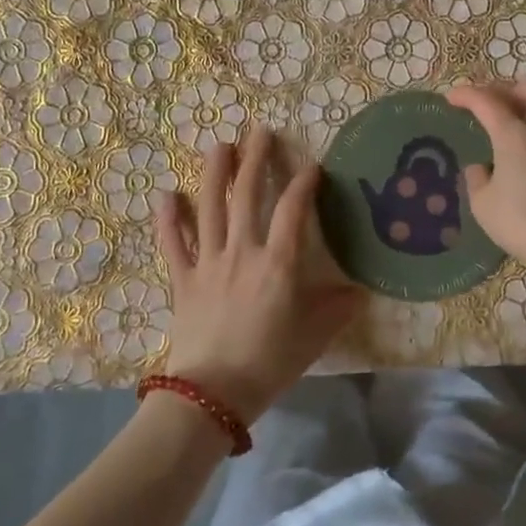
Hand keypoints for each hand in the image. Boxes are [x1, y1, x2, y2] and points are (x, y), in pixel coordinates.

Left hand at [155, 126, 365, 424]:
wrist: (212, 395)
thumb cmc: (269, 363)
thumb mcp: (314, 337)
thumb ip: (337, 309)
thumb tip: (359, 291)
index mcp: (278, 263)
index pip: (293, 210)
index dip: (303, 183)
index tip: (311, 165)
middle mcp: (242, 251)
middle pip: (247, 194)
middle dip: (255, 159)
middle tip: (259, 131)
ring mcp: (208, 262)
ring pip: (209, 207)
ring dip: (214, 173)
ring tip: (220, 145)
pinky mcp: (182, 279)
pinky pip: (173, 243)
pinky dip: (168, 218)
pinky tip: (165, 194)